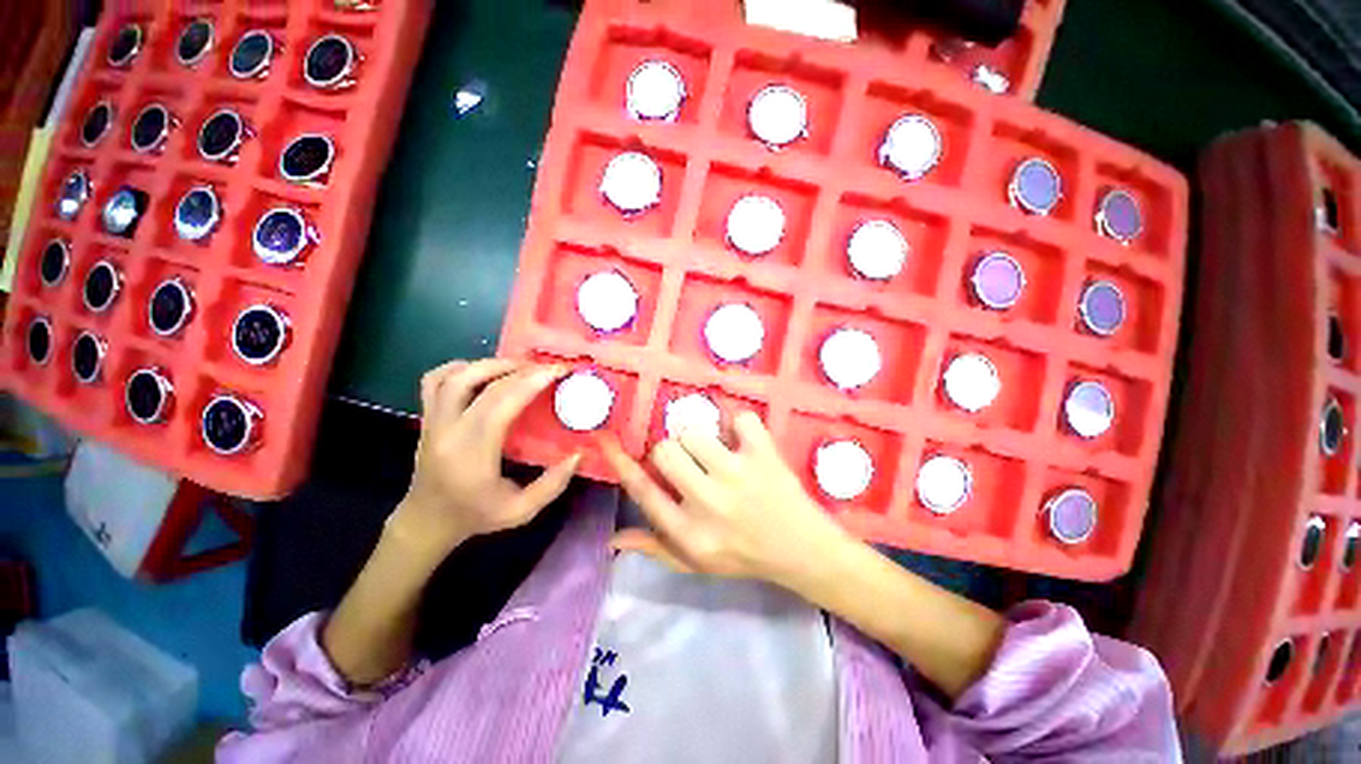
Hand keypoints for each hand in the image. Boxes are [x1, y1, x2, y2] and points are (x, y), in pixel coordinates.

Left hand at [387, 359, 579, 564]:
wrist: (426, 522)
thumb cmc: (475, 516)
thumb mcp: (520, 511)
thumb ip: (552, 485)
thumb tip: (578, 456)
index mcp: (471, 452)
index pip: (501, 403)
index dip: (531, 382)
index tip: (558, 371)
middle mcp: (448, 429)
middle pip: (480, 382)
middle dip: (518, 369)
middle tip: (544, 367)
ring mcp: (432, 421)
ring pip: (455, 375)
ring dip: (490, 364)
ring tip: (519, 366)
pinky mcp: (427, 417)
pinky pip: (434, 380)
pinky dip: (459, 368)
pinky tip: (482, 371)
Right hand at [600, 411, 852, 587]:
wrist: (803, 551)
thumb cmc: (744, 556)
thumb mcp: (697, 563)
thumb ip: (655, 548)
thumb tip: (613, 538)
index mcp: (688, 531)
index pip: (643, 491)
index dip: (621, 462)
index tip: (606, 439)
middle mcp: (708, 502)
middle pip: (665, 450)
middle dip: (672, 452)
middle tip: (690, 461)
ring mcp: (738, 474)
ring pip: (695, 431)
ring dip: (701, 439)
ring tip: (717, 453)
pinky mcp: (764, 455)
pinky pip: (740, 419)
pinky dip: (740, 425)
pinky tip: (744, 443)